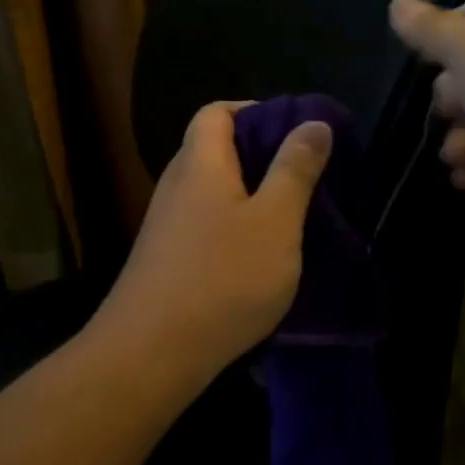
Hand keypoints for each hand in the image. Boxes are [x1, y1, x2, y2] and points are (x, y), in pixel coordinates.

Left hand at [95, 101, 332, 392]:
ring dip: (250, 196)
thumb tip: (313, 122)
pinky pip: (205, 225)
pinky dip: (234, 228)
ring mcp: (166, 225)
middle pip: (214, 149)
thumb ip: (296, 169)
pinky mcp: (166, 260)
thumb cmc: (223, 277)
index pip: (216, 112)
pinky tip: (259, 259)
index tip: (293, 130)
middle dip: (260, 155)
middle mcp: (177, 185)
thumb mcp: (276, 221)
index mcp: (201, 163)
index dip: (253, 110)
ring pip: (213, 192)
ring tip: (291, 217)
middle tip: (303, 175)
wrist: (151, 355)